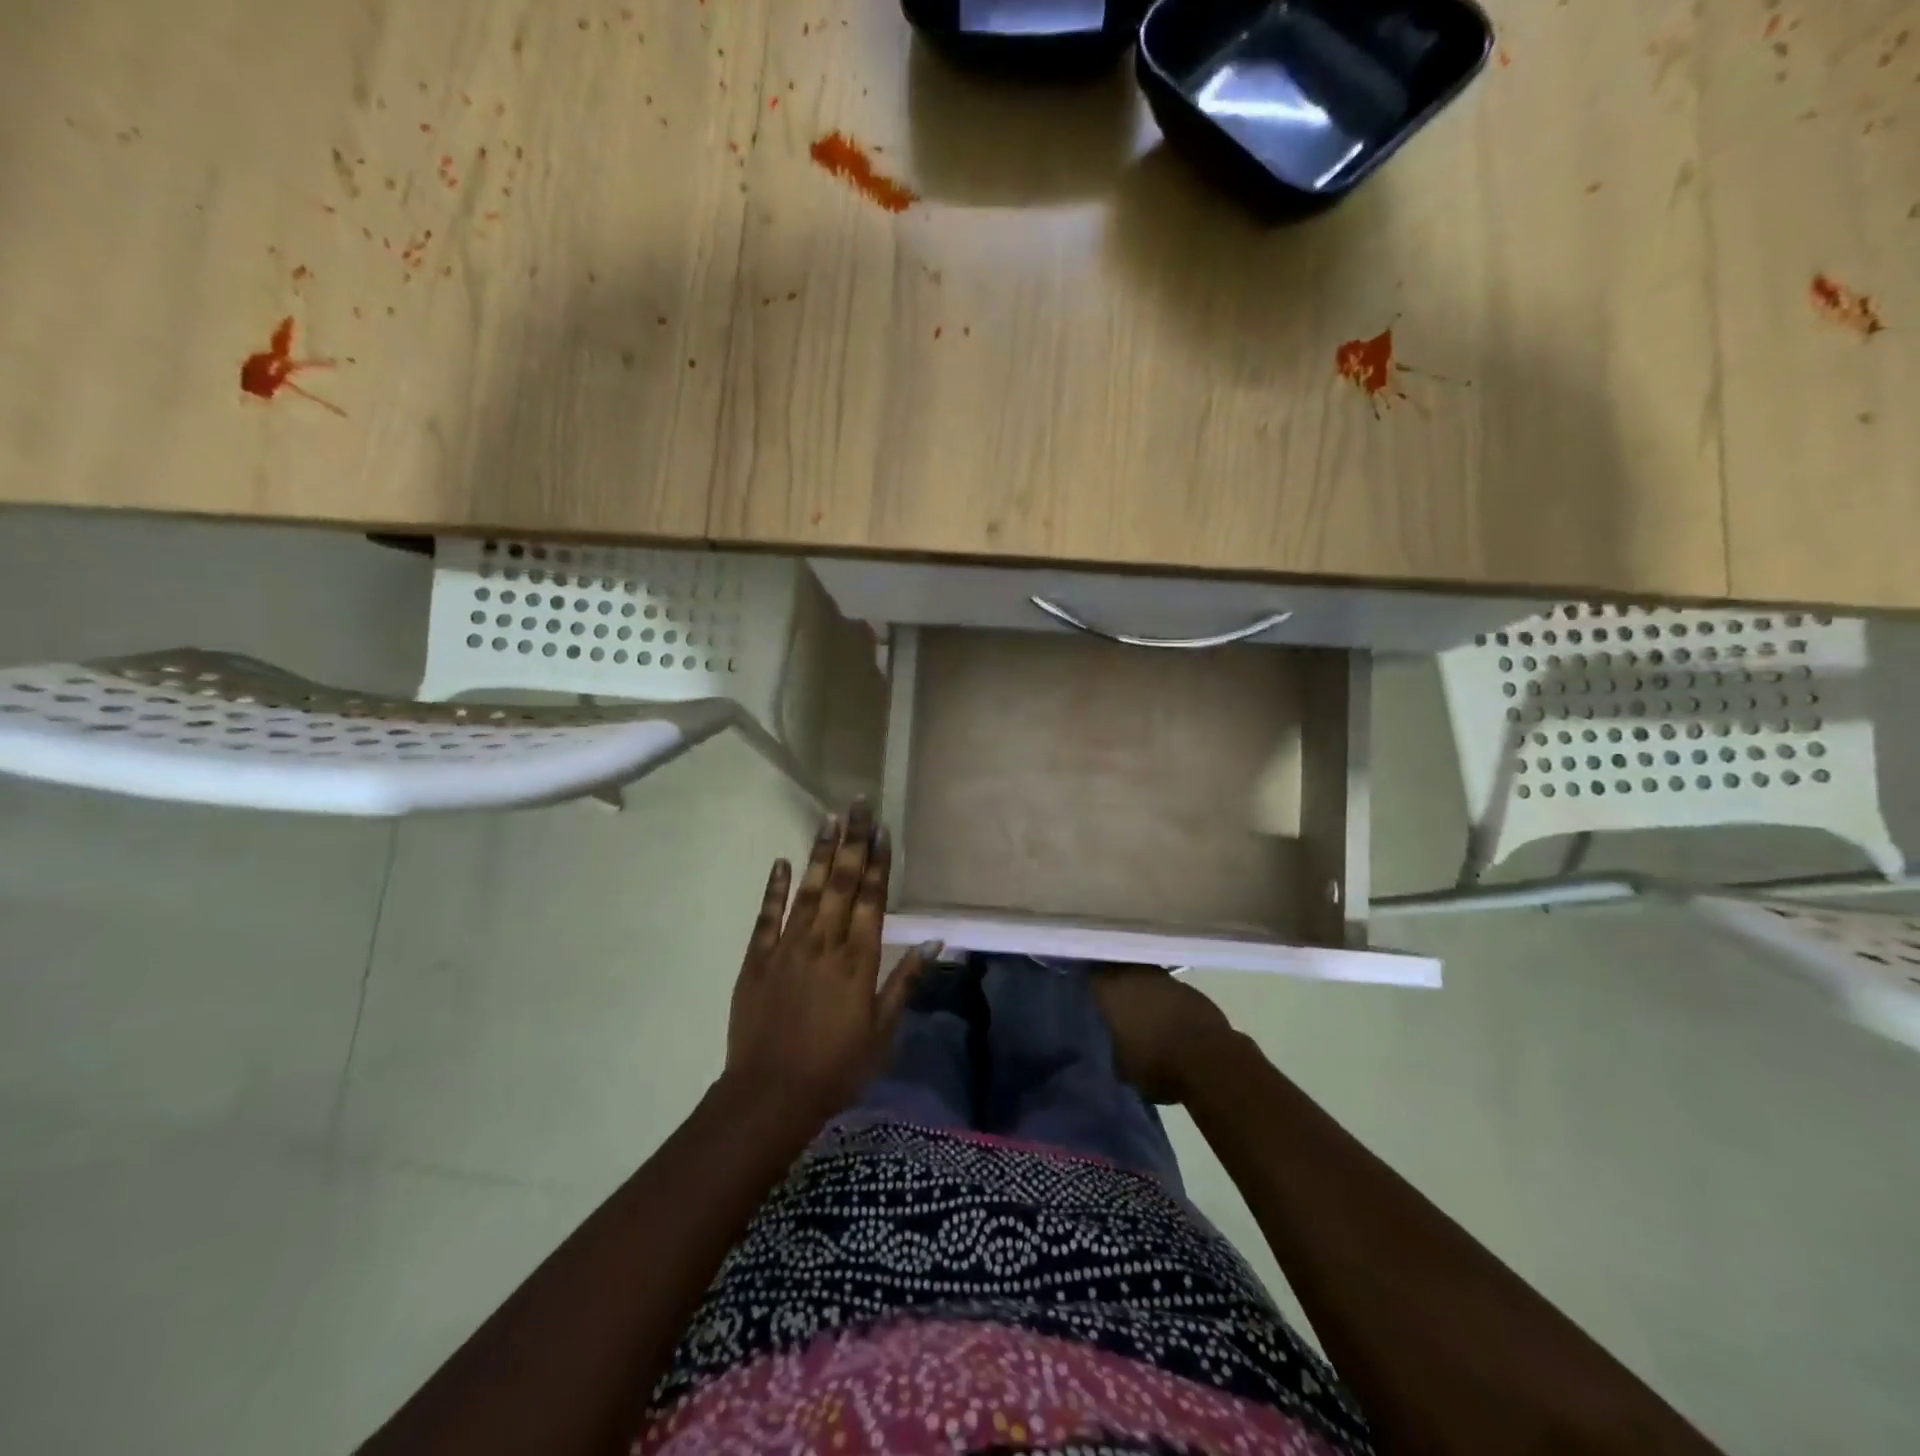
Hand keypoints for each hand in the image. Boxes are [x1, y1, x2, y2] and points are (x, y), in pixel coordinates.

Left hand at [725, 800, 936, 1120]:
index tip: (882, 828)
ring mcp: (787, 947)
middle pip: (841, 882)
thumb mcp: (883, 1030)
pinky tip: (781, 861)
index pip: (871, 898)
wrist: (771, 1094)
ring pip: (807, 890)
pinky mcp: (757, 958)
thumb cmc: (837, 1067)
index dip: (878, 861)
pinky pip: (767, 916)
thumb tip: (935, 941)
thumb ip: (905, 981)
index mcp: (858, 959)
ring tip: (828, 818)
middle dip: (852, 841)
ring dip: (819, 852)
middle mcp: (824, 942)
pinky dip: (774, 887)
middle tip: (858, 803)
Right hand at [1092, 966, 1239, 1104]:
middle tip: (1111, 1001)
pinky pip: (1166, 989)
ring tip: (1138, 1010)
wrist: (1209, 1060)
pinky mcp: (1188, 987)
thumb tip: (1112, 1044)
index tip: (1085, 995)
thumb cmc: (1155, 1063)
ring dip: (1140, 989)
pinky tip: (1165, 1017)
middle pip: (1117, 971)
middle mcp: (1133, 975)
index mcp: (1109, 990)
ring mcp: (1162, 978)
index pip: (1090, 977)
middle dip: (1114, 983)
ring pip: (1143, 977)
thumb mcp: (1121, 1066)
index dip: (1088, 985)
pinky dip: (1163, 999)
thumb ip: (1111, 1048)